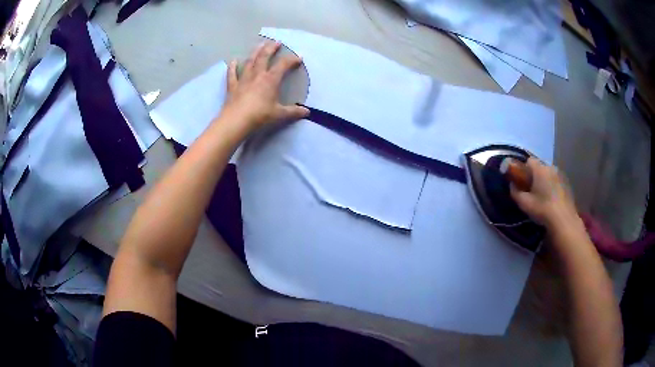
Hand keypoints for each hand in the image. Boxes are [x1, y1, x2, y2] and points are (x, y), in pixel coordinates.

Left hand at [222, 41, 309, 129]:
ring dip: (255, 52)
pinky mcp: (233, 86)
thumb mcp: (279, 114)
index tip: (299, 57)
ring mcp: (243, 79)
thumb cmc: (260, 116)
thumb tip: (307, 112)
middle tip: (276, 42)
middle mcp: (257, 75)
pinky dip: (232, 67)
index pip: (283, 65)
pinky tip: (233, 61)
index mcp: (270, 80)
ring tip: (259, 45)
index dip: (292, 59)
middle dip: (271, 48)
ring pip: (250, 62)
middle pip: (264, 57)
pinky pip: (232, 74)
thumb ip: (293, 112)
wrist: (236, 121)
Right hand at [510, 157, 581, 230]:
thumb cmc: (542, 209)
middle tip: (532, 190)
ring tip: (543, 196)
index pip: (529, 160)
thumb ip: (515, 192)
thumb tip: (512, 185)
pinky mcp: (567, 184)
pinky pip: (556, 180)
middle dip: (535, 175)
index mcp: (540, 169)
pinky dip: (553, 186)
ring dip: (545, 180)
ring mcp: (560, 175)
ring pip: (549, 174)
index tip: (522, 181)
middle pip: (540, 167)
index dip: (524, 169)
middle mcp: (551, 168)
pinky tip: (552, 200)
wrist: (563, 220)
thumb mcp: (524, 203)